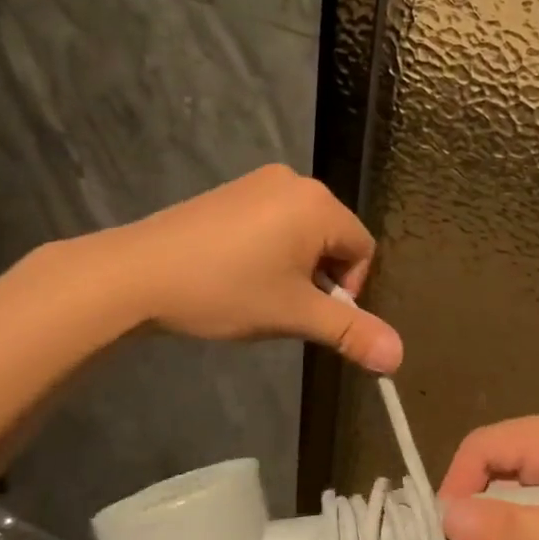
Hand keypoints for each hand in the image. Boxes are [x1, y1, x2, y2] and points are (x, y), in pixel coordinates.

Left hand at [116, 165, 402, 372]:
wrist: (139, 272)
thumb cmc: (226, 291)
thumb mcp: (294, 315)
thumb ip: (350, 332)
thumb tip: (399, 358)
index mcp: (319, 204)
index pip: (362, 248)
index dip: (347, 288)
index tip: (310, 312)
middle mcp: (295, 181)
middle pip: (334, 236)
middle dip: (320, 275)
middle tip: (284, 305)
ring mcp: (259, 181)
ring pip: (303, 230)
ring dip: (296, 264)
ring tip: (259, 291)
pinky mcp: (233, 190)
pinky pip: (274, 219)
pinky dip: (271, 247)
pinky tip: (238, 271)